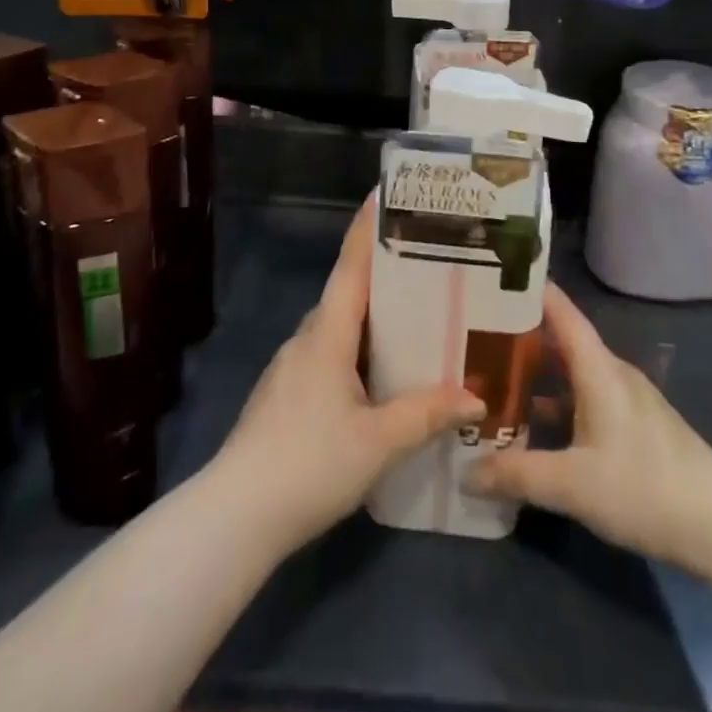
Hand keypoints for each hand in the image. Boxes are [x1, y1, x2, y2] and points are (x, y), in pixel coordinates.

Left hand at [210, 193, 485, 552]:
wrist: (235, 516)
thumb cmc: (309, 463)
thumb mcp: (378, 442)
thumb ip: (426, 415)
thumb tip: (476, 398)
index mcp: (326, 334)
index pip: (350, 267)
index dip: (366, 230)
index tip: (381, 194)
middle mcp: (306, 340)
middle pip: (347, 294)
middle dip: (382, 276)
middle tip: (425, 266)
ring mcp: (291, 369)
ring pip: (337, 329)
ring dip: (371, 319)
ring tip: (414, 319)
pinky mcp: (285, 397)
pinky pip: (328, 357)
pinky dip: (357, 351)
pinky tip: (380, 376)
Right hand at [466, 284, 711, 571]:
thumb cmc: (644, 487)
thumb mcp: (572, 485)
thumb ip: (516, 475)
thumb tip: (465, 472)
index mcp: (598, 368)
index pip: (560, 310)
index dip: (528, 290)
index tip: (492, 277)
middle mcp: (612, 372)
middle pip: (561, 340)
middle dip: (521, 336)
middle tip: (475, 336)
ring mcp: (627, 399)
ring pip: (573, 372)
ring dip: (538, 374)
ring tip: (496, 379)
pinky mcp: (636, 426)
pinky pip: (586, 397)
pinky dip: (558, 401)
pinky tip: (537, 427)